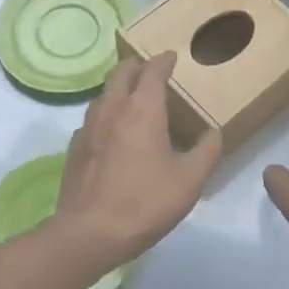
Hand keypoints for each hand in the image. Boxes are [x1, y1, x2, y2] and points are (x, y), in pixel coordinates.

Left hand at [54, 51, 220, 270]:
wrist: (89, 233)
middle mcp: (113, 109)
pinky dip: (105, 113)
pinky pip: (91, 119)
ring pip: (103, 94)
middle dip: (136, 65)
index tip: (172, 56)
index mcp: (143, 110)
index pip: (153, 71)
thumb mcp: (190, 180)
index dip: (163, 61)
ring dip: (118, 88)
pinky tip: (111, 131)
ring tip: (132, 97)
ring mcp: (88, 128)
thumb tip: (213, 133)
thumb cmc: (145, 202)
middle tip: (149, 68)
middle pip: (121, 73)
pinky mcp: (74, 149)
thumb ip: (206, 151)